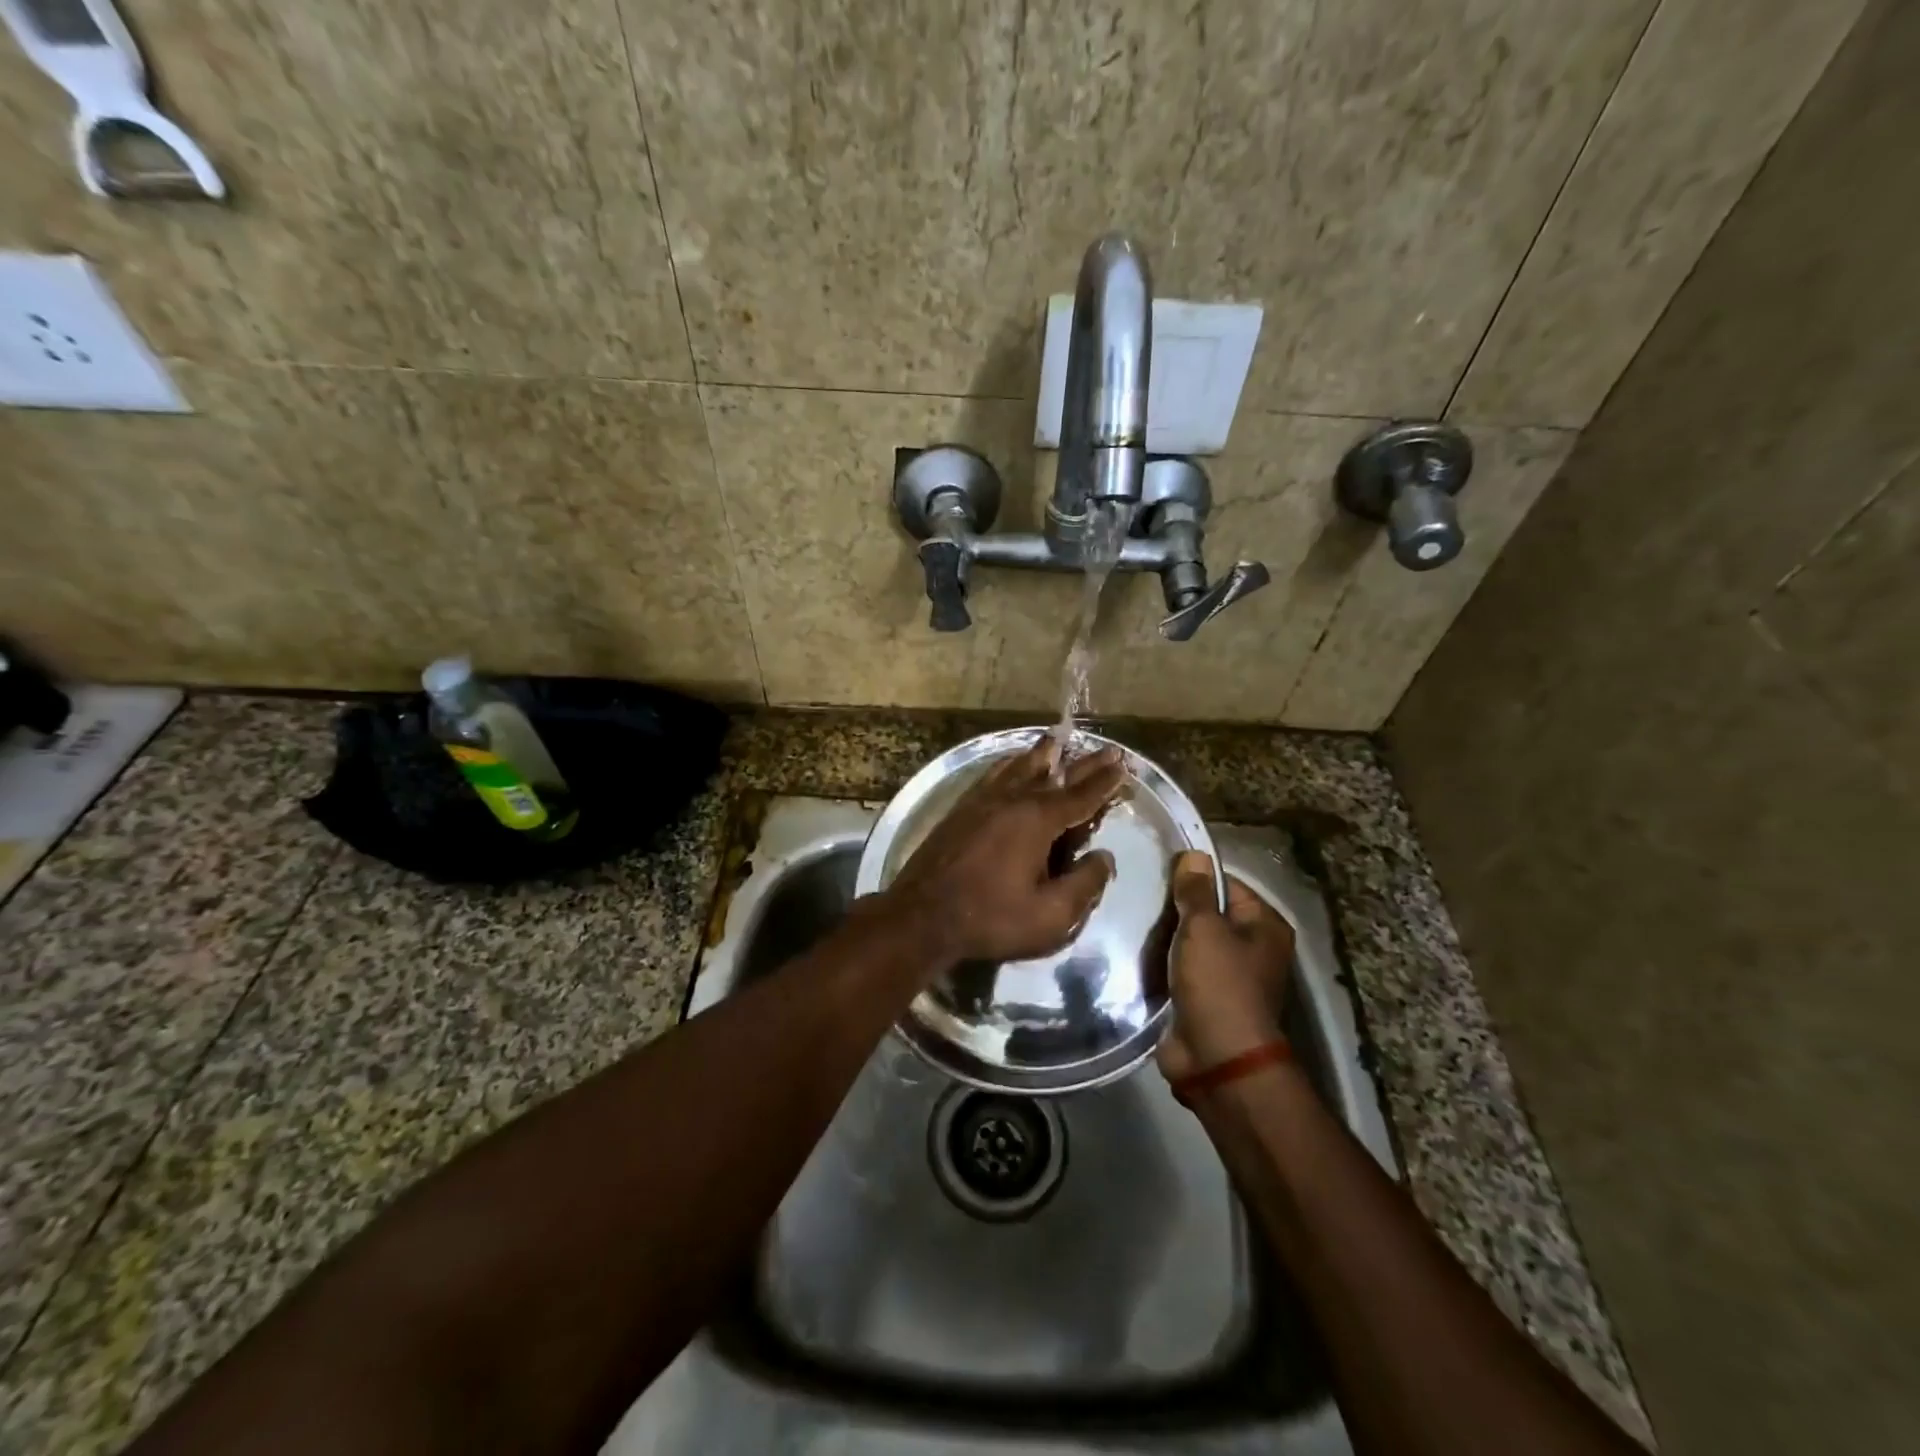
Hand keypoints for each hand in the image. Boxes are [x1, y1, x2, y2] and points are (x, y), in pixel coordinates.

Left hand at [878, 738, 1125, 968]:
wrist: (921, 916)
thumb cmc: (990, 918)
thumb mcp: (1049, 916)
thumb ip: (1084, 885)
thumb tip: (1105, 858)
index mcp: (1037, 821)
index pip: (1080, 796)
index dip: (1104, 782)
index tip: (1123, 763)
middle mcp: (1012, 800)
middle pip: (1055, 775)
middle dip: (1084, 764)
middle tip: (1105, 749)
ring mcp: (982, 801)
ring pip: (1019, 768)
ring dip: (1043, 755)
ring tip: (1056, 741)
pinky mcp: (961, 809)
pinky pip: (992, 775)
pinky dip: (1008, 764)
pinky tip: (1010, 762)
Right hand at [1156, 850, 1294, 1082]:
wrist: (1218, 1060)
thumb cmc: (1219, 985)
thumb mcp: (1204, 929)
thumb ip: (1195, 891)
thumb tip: (1194, 854)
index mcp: (1264, 926)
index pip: (1227, 884)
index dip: (1194, 877)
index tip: (1158, 874)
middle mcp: (1252, 949)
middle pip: (1208, 914)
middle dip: (1175, 909)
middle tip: (1139, 899)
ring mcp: (1229, 978)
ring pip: (1191, 944)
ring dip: (1166, 939)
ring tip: (1131, 922)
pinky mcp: (1205, 1000)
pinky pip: (1180, 971)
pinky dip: (1162, 964)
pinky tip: (1136, 953)